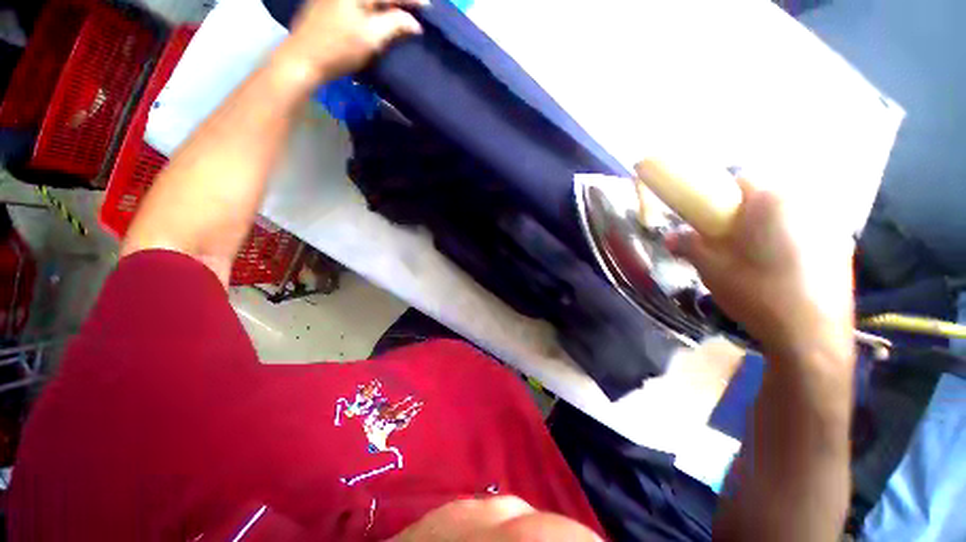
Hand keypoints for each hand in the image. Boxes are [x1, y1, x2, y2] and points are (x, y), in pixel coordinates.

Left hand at [278, 0, 425, 84]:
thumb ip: (395, 25)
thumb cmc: (339, 49)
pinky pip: (357, 0)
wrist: (303, 58)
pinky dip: (372, 4)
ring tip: (399, 9)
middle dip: (398, 0)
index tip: (428, 6)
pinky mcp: (327, 0)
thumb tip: (415, 23)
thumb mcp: (372, 37)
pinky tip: (379, 10)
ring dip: (385, 2)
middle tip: (414, 8)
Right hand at [668, 177, 855, 366]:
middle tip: (728, 242)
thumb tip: (669, 237)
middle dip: (744, 215)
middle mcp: (807, 205)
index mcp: (773, 202)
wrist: (810, 338)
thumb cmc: (756, 293)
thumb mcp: (710, 268)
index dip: (722, 195)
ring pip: (787, 217)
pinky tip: (780, 273)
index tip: (711, 218)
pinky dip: (789, 244)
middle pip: (766, 198)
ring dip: (766, 229)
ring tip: (753, 260)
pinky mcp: (841, 251)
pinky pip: (807, 235)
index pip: (743, 177)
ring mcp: (829, 228)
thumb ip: (687, 245)